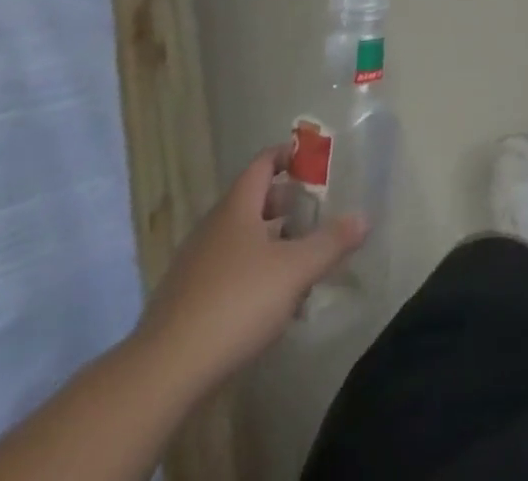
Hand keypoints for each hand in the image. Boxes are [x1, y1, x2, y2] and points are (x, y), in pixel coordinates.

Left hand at [132, 147, 367, 395]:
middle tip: (316, 211)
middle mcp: (213, 227)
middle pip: (252, 201)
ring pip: (239, 238)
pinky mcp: (185, 301)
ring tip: (299, 257)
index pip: (263, 163)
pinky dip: (251, 272)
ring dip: (269, 241)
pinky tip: (269, 301)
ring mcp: (194, 265)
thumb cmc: (236, 303)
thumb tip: (364, 217)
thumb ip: (331, 242)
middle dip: (285, 203)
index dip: (288, 156)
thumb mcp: (295, 270)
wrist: (163, 373)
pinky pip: (226, 271)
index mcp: (237, 207)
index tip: (314, 160)